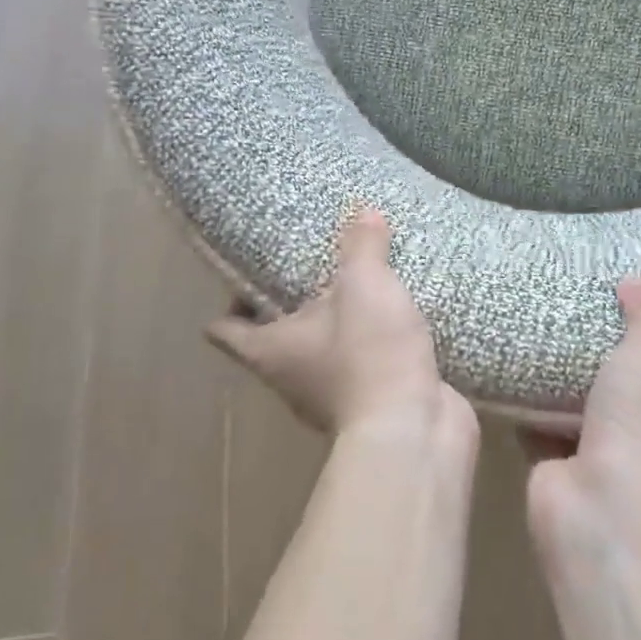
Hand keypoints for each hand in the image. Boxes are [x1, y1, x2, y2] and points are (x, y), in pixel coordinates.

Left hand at [207, 207, 472, 443]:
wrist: (414, 428)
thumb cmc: (369, 353)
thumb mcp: (364, 285)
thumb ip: (361, 246)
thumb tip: (362, 211)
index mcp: (271, 350)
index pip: (226, 330)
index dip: (229, 302)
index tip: (246, 271)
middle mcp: (291, 377)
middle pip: (274, 338)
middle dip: (290, 304)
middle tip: (310, 264)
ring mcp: (330, 395)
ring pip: (321, 351)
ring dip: (335, 323)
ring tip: (354, 284)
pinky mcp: (370, 402)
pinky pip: (362, 363)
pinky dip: (370, 343)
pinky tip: (392, 317)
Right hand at [526, 277, 640, 538]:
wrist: (602, 510)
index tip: (632, 312)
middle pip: (634, 395)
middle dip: (608, 365)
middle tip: (579, 318)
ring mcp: (613, 467)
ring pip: (588, 413)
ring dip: (567, 386)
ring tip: (542, 334)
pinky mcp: (564, 474)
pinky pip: (545, 429)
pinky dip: (531, 408)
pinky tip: (513, 371)